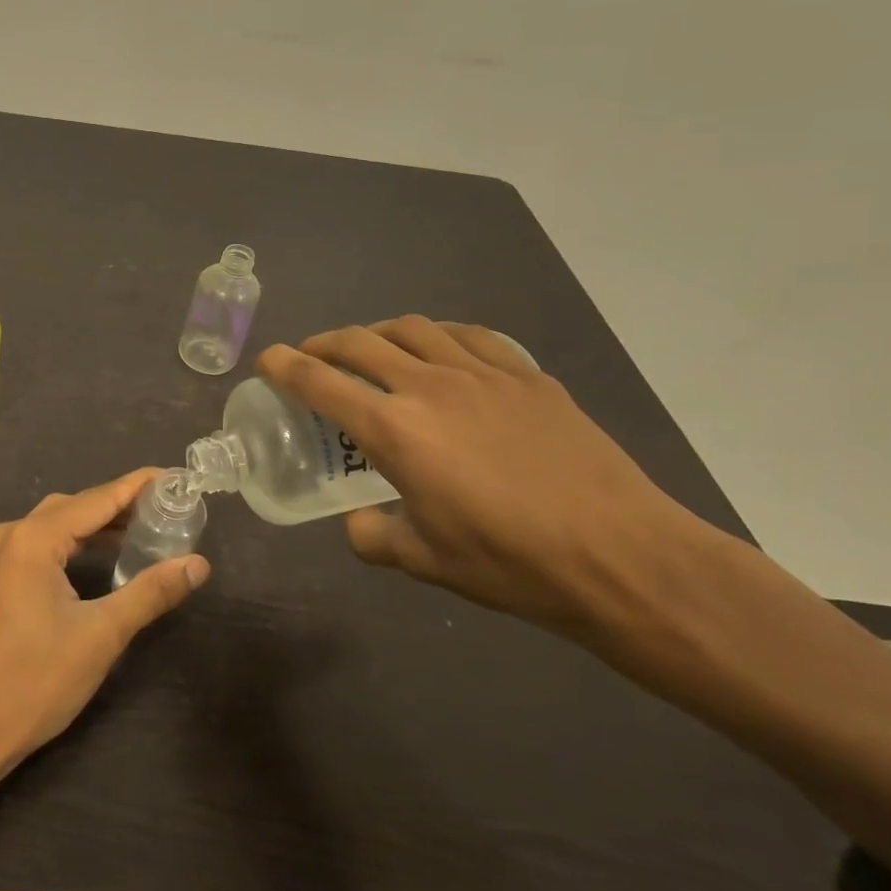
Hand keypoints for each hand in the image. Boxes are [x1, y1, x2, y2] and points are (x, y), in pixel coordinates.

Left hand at [0, 469, 209, 890]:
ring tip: (145, 530)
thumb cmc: (34, 682)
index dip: (138, 486)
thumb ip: (150, 592)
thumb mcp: (101, 636)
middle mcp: (11, 535)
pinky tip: (102, 557)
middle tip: (167, 509)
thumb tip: (198, 564)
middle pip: (75, 507)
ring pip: (57, 525)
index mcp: (33, 539)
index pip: (97, 499)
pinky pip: (42, 545)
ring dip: (98, 526)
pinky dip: (75, 544)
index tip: (175, 476)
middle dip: (121, 505)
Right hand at [257, 316, 699, 641]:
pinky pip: (469, 336)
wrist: (622, 556)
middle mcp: (430, 387)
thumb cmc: (511, 562)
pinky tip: (440, 350)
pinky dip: (438, 335)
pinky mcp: (526, 376)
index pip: (321, 382)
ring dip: (377, 332)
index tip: (268, 359)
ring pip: (413, 328)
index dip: (285, 366)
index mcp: (395, 430)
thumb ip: (374, 536)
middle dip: (323, 343)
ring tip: (370, 347)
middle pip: (359, 342)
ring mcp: (482, 374)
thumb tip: (357, 523)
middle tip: (311, 355)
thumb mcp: (425, 561)